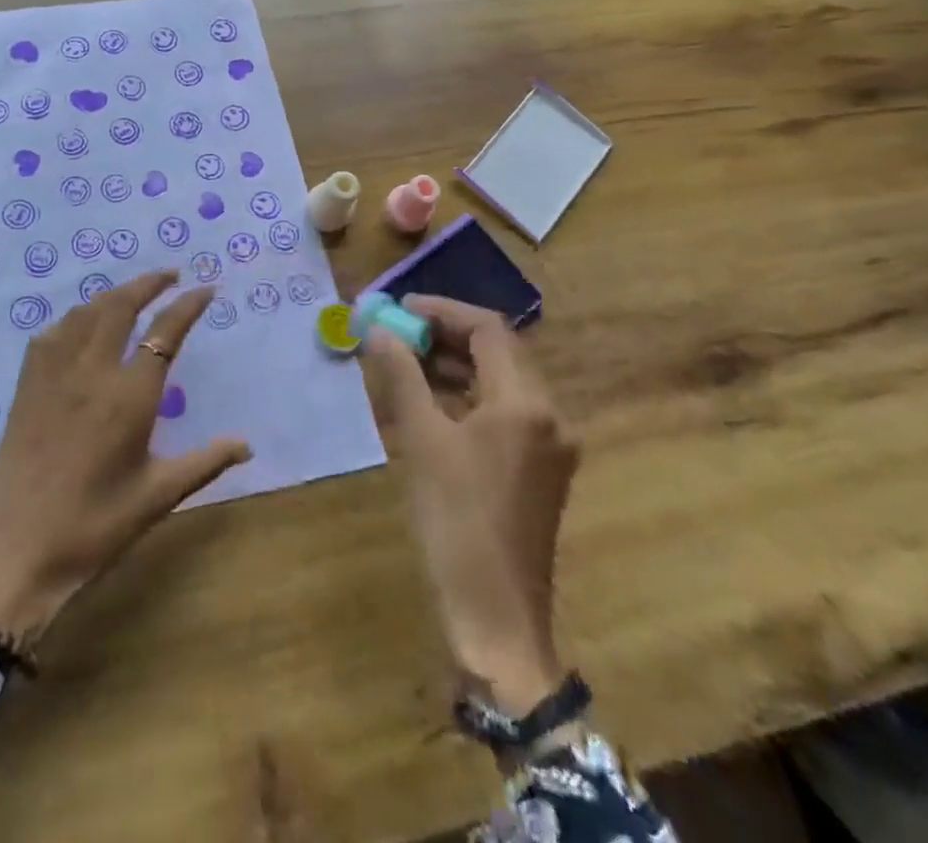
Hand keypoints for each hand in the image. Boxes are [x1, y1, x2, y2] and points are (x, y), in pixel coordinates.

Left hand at [0, 272, 251, 641]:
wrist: (13, 552)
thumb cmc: (92, 528)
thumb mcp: (157, 498)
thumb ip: (204, 463)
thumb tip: (247, 446)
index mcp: (129, 397)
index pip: (165, 333)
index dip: (188, 305)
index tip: (205, 289)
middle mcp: (91, 371)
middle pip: (120, 306)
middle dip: (148, 283)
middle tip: (171, 275)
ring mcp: (53, 374)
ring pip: (85, 312)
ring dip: (113, 294)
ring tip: (133, 294)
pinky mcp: (27, 385)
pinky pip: (53, 333)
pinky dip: (76, 316)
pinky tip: (82, 325)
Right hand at [362, 296, 578, 713]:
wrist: (495, 618)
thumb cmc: (455, 522)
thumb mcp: (420, 441)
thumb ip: (401, 376)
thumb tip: (378, 330)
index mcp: (526, 403)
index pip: (487, 330)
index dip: (441, 311)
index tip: (399, 309)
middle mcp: (549, 415)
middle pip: (497, 352)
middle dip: (444, 335)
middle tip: (396, 333)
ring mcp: (549, 445)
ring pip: (500, 382)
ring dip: (454, 365)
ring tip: (404, 362)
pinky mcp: (540, 469)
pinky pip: (502, 413)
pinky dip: (466, 397)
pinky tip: (429, 402)